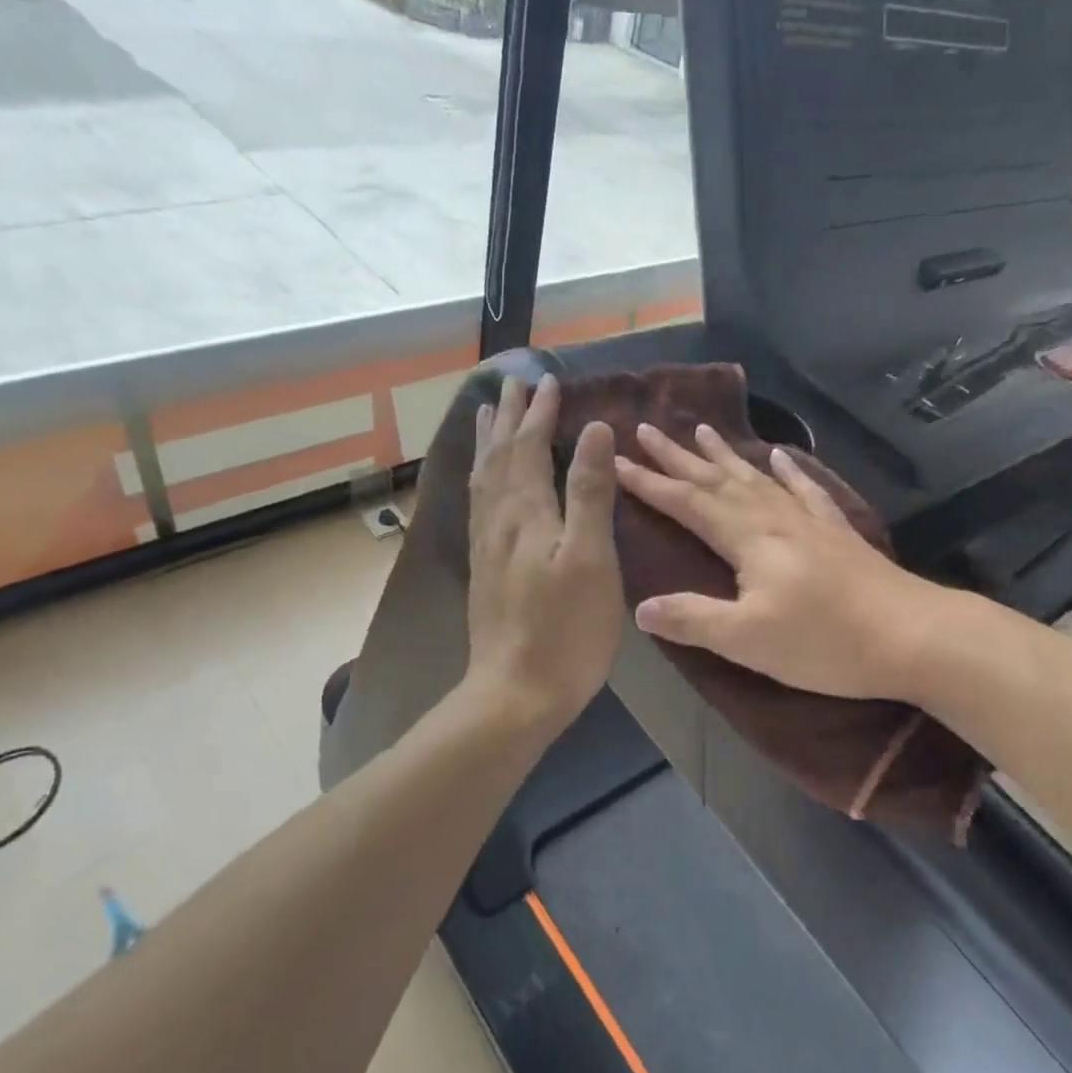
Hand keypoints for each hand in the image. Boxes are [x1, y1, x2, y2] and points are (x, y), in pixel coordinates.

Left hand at [463, 374, 624, 735]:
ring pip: (482, 479)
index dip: (538, 412)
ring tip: (487, 417)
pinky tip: (483, 484)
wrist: (515, 693)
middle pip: (498, 456)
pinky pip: (477, 505)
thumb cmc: (565, 628)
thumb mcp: (589, 557)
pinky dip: (481, 478)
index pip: (528, 446)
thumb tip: (593, 431)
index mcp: (524, 512)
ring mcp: (485, 546)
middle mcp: (497, 520)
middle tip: (511, 384)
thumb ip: (588, 492)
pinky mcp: (484, 569)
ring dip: (487, 442)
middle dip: (507, 417)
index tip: (547, 379)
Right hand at [614, 422, 936, 700]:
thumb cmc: (825, 642)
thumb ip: (692, 619)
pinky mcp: (836, 531)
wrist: (913, 636)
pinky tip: (780, 456)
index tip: (615, 461)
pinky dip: (787, 470)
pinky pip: (804, 489)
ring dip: (723, 455)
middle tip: (645, 429)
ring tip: (699, 429)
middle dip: (676, 456)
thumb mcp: (748, 640)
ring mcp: (808, 521)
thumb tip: (640, 606)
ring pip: (754, 477)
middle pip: (716, 479)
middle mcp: (774, 517)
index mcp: (748, 538)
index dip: (649, 482)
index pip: (687, 502)